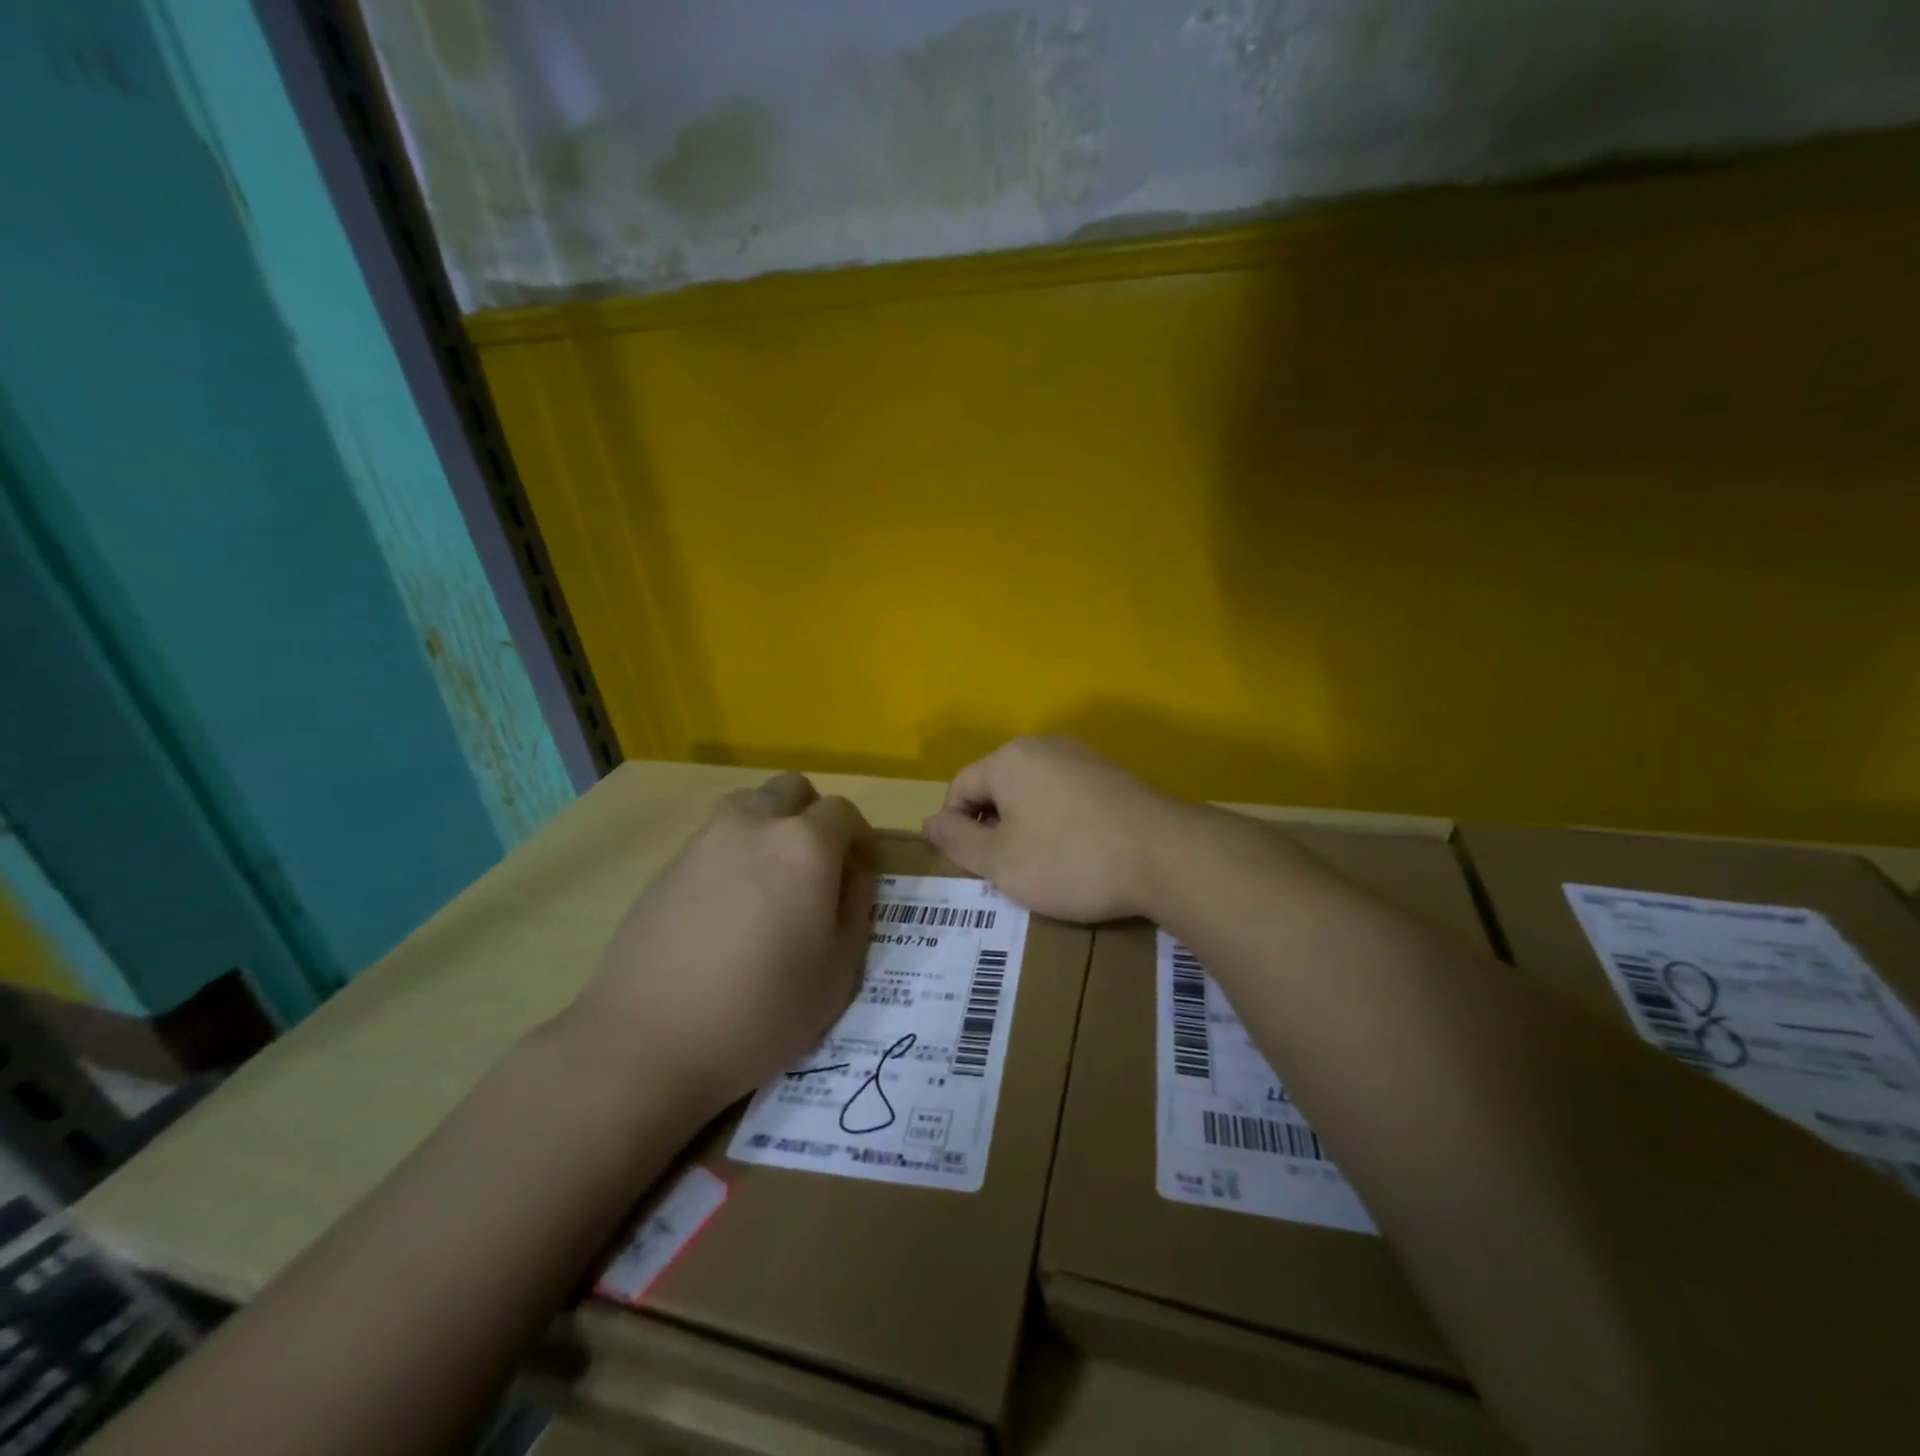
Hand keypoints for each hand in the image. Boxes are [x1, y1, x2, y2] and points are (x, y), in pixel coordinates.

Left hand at [568, 773, 875, 1119]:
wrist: (649, 1042)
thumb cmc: (762, 1012)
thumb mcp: (838, 970)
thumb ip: (856, 907)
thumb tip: (853, 873)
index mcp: (804, 846)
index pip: (843, 811)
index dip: (860, 838)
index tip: (860, 871)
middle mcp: (753, 826)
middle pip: (791, 789)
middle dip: (813, 816)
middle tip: (817, 867)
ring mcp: (703, 842)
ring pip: (748, 805)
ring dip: (769, 825)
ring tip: (770, 881)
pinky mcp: (666, 866)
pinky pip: (712, 839)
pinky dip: (732, 853)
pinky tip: (726, 909)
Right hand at [922, 737, 1186, 921]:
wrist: (1166, 856)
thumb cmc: (1070, 859)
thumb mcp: (1001, 862)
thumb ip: (957, 841)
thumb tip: (929, 822)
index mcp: (1010, 759)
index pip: (960, 787)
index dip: (954, 828)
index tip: (969, 867)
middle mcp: (1044, 746)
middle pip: (998, 786)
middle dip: (992, 827)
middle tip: (1004, 871)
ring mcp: (1084, 757)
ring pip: (1034, 792)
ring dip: (1026, 827)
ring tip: (1041, 867)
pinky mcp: (1113, 776)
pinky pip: (1066, 796)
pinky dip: (1059, 823)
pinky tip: (1077, 854)